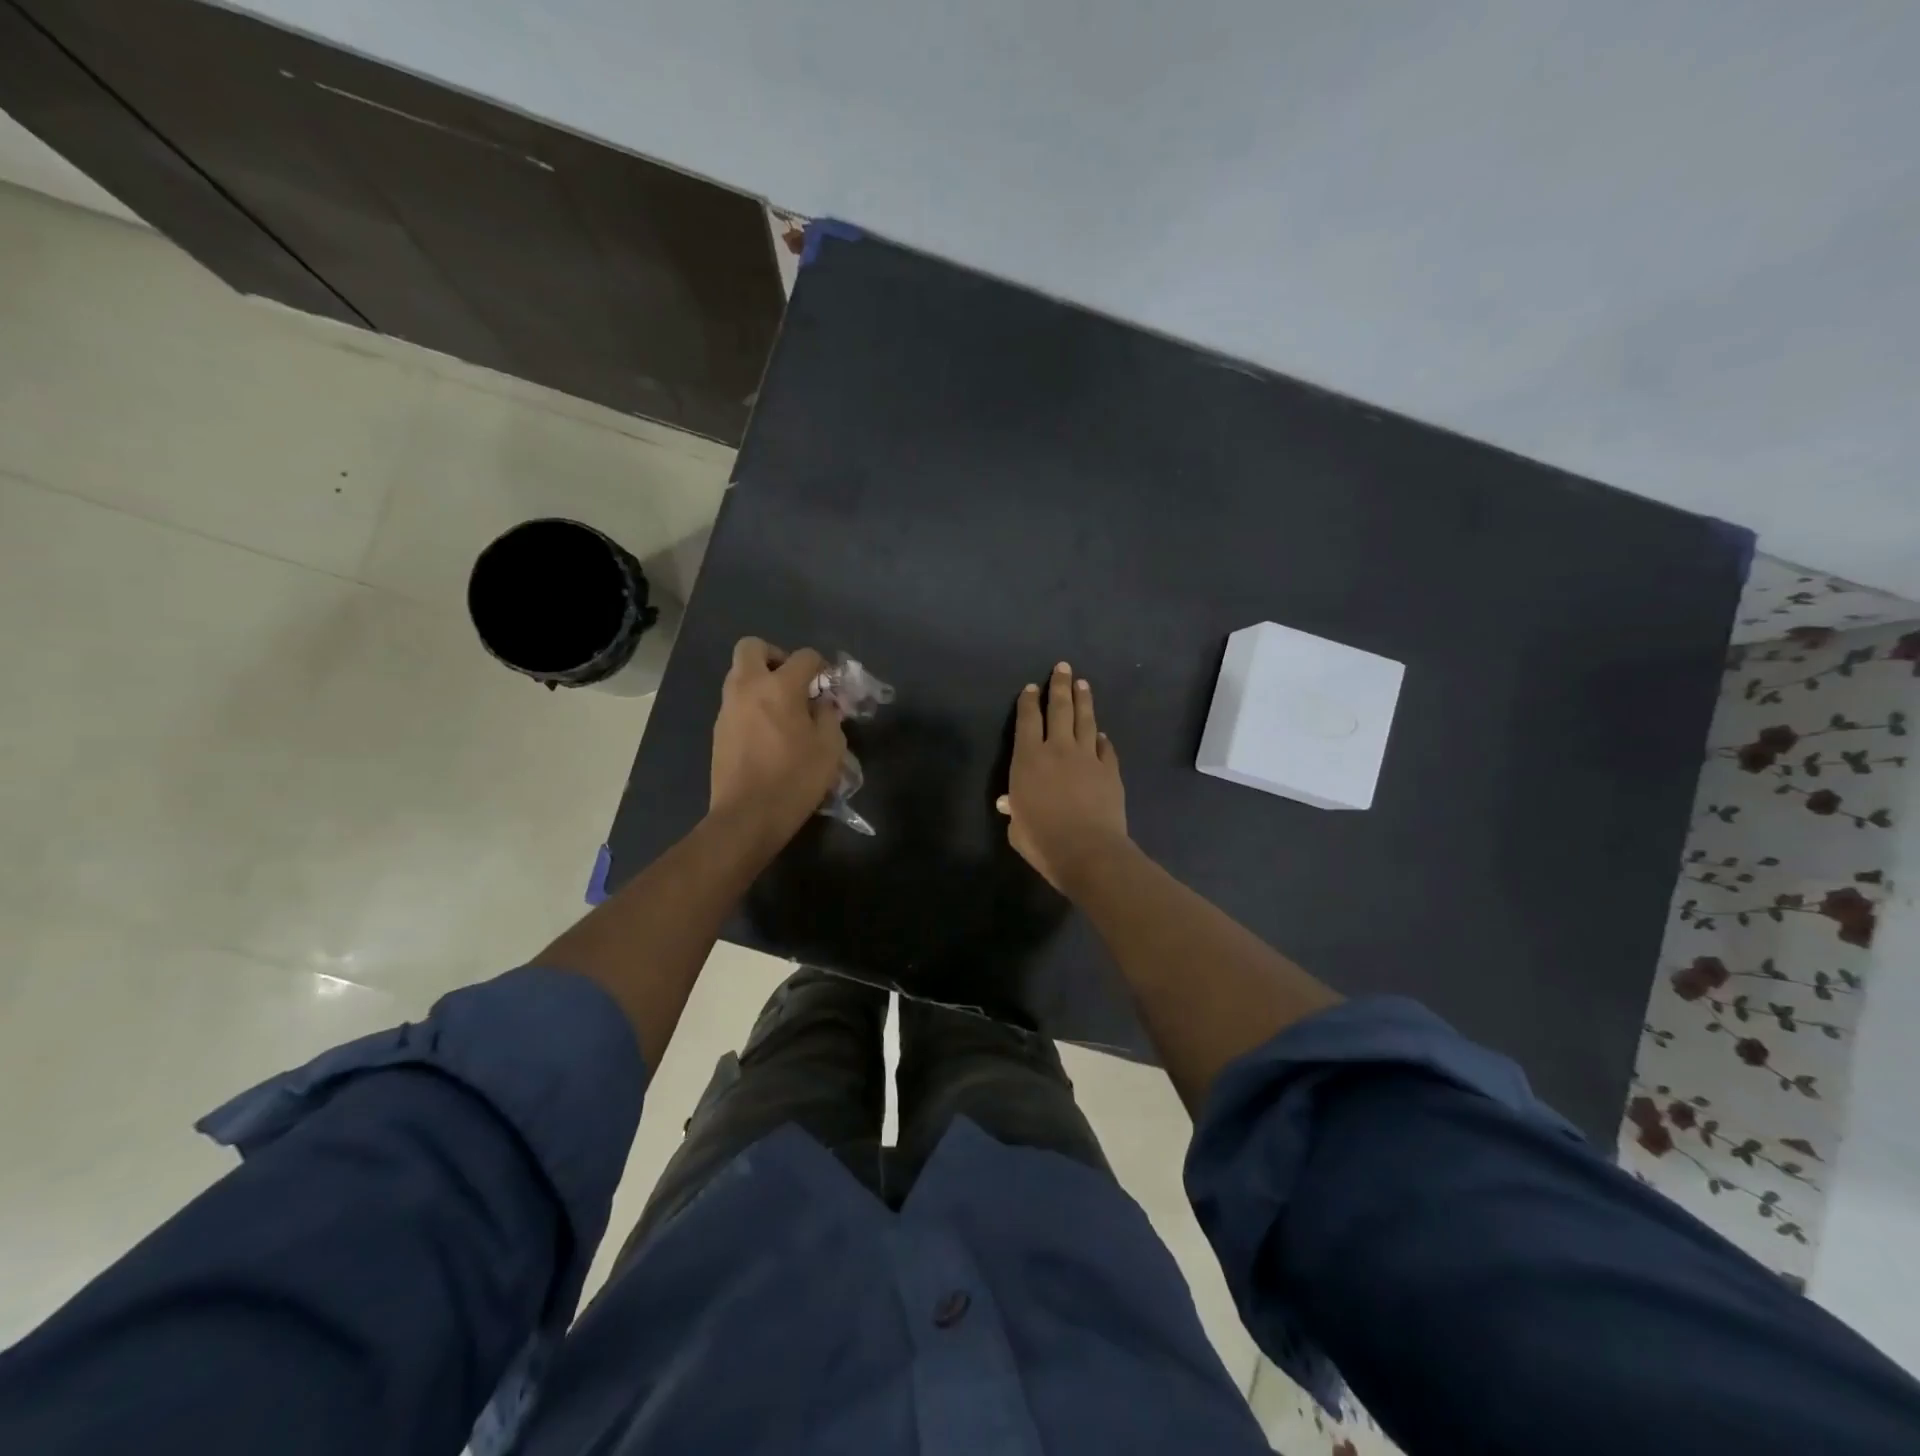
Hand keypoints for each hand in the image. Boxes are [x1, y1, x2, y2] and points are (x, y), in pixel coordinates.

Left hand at [710, 638, 846, 845]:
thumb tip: (823, 704)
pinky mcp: (718, 729)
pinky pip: (735, 701)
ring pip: (739, 674)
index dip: (821, 666)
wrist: (747, 816)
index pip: (804, 656)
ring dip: (761, 681)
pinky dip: (751, 705)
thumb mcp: (829, 747)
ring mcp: (728, 708)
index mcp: (779, 687)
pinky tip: (768, 733)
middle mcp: (748, 687)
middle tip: (793, 682)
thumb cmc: (795, 779)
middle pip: (753, 647)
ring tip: (783, 710)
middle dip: (775, 656)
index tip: (829, 686)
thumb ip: (829, 716)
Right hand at [997, 661, 1128, 891]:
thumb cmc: (1042, 840)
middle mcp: (1058, 749)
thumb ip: (1014, 810)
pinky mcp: (1110, 770)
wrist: (1088, 851)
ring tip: (1082, 684)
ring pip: (1085, 720)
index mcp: (1029, 759)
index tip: (1031, 688)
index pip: (1027, 721)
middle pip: (1059, 709)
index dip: (1029, 702)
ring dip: (1083, 700)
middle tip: (1063, 667)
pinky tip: (1101, 734)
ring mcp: (1087, 757)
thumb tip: (1009, 802)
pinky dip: (1101, 738)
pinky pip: (1105, 748)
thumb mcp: (1017, 828)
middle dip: (1060, 686)